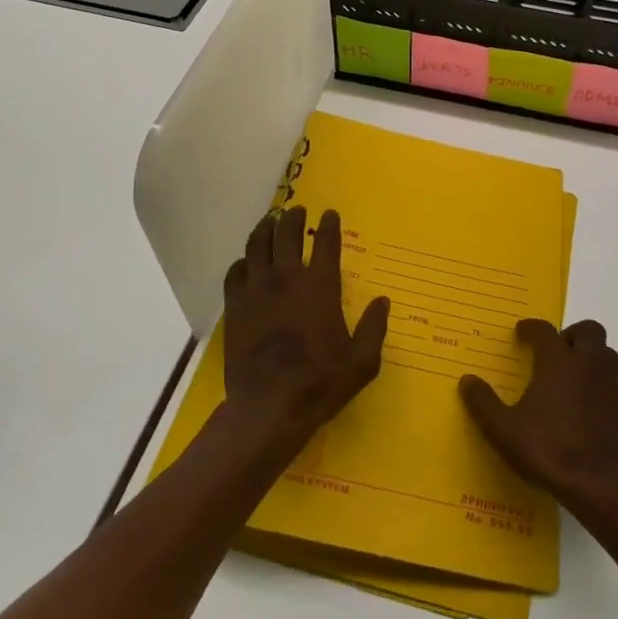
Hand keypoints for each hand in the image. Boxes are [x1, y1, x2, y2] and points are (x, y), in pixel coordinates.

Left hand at [221, 206, 387, 456]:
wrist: (269, 407)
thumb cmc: (321, 384)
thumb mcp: (362, 362)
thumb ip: (374, 328)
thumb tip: (382, 301)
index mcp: (320, 287)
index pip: (325, 243)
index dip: (329, 225)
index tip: (329, 214)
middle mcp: (287, 279)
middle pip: (286, 234)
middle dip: (292, 218)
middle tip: (296, 211)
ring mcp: (256, 290)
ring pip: (256, 245)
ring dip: (264, 229)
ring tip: (269, 222)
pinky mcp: (235, 306)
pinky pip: (235, 272)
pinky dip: (242, 262)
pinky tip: (246, 263)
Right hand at [460, 319, 617, 507]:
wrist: (598, 486)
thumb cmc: (547, 450)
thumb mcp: (502, 429)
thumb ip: (483, 402)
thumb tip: (467, 381)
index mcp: (558, 362)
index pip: (545, 330)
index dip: (531, 328)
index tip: (521, 333)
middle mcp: (589, 364)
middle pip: (588, 331)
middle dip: (571, 335)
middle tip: (554, 352)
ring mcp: (612, 387)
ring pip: (607, 355)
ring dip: (590, 357)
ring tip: (572, 378)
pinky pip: (615, 386)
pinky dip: (601, 387)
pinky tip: (588, 408)